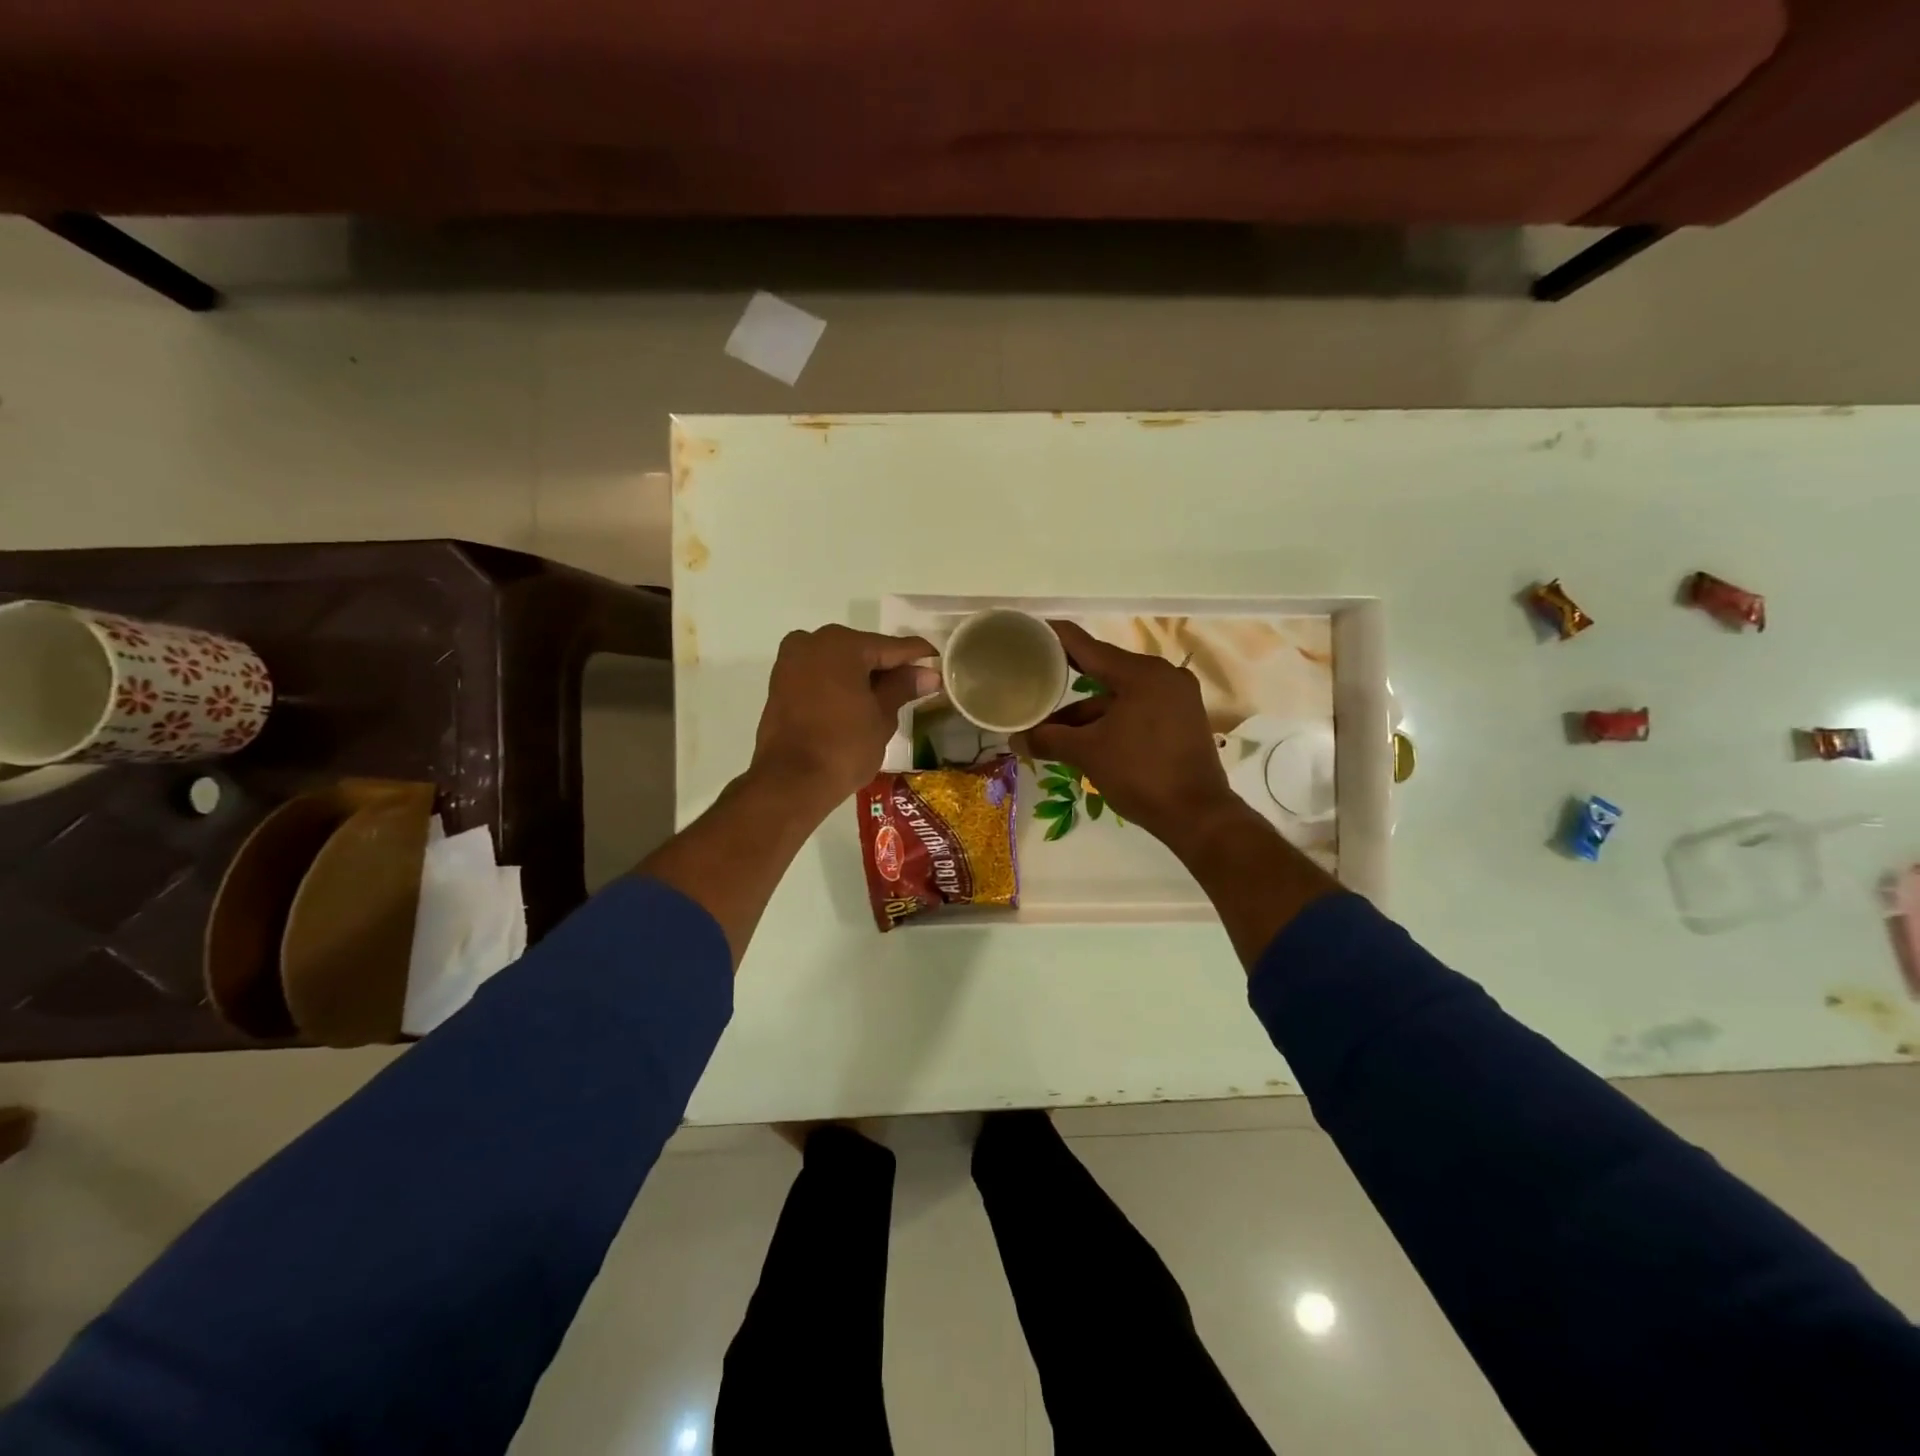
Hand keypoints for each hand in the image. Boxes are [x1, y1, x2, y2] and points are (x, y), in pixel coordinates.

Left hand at [750, 625, 936, 810]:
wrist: (790, 781)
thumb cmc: (844, 746)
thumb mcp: (882, 716)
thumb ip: (903, 687)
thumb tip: (929, 674)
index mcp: (843, 644)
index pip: (892, 646)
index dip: (919, 656)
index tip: (939, 664)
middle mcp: (813, 641)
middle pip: (863, 650)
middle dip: (887, 666)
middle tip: (915, 685)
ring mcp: (791, 661)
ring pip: (838, 661)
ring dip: (862, 674)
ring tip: (887, 697)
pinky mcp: (779, 682)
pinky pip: (819, 673)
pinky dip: (839, 683)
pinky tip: (857, 701)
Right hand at [1013, 621, 1241, 845]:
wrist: (1197, 816)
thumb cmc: (1141, 775)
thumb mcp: (1088, 754)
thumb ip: (1049, 739)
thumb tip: (1015, 740)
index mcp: (1141, 673)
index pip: (1087, 646)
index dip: (1055, 637)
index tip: (1030, 630)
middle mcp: (1162, 676)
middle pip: (1104, 669)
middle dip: (1067, 678)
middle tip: (1033, 674)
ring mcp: (1176, 698)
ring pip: (1119, 695)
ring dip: (1086, 710)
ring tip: (1049, 723)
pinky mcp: (1181, 719)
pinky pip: (1136, 709)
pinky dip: (1109, 719)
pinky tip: (1082, 735)